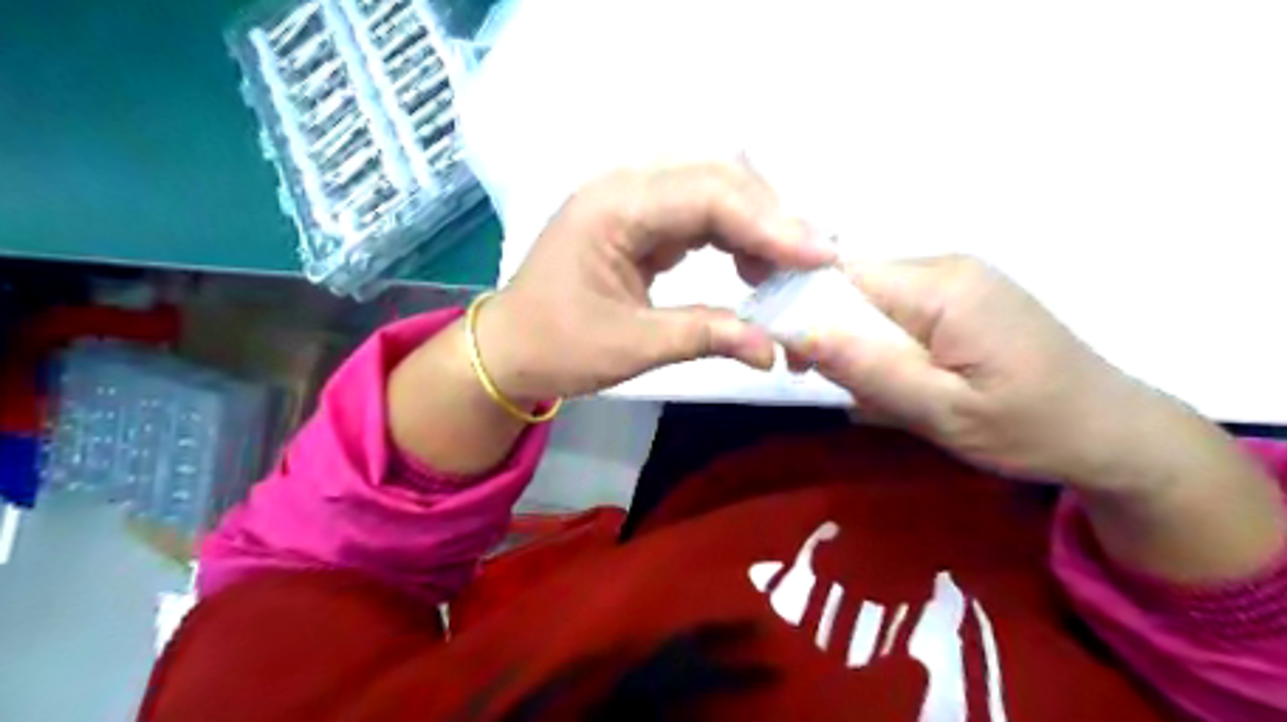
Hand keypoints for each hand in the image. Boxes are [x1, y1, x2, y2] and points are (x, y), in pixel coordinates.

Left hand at [472, 158, 834, 403]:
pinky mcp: (638, 221)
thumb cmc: (557, 347)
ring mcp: (630, 200)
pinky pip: (697, 212)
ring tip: (785, 268)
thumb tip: (772, 349)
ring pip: (711, 189)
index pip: (707, 195)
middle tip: (810, 261)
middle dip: (770, 216)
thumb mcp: (632, 346)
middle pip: (715, 176)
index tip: (819, 256)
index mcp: (613, 208)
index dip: (769, 223)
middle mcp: (623, 188)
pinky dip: (732, 235)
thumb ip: (706, 336)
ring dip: (755, 223)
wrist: (508, 350)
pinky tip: (750, 265)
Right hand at [790, 256, 1161, 486]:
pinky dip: (885, 346)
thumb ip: (870, 370)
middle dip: (835, 337)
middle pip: (854, 288)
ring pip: (872, 303)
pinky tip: (905, 381)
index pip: (841, 277)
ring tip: (882, 396)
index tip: (795, 363)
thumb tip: (797, 331)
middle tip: (846, 391)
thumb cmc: (1031, 427)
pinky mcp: (962, 298)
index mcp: (942, 287)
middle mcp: (945, 268)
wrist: (1114, 432)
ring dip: (861, 348)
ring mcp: (956, 280)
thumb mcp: (943, 412)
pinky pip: (898, 311)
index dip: (804, 311)